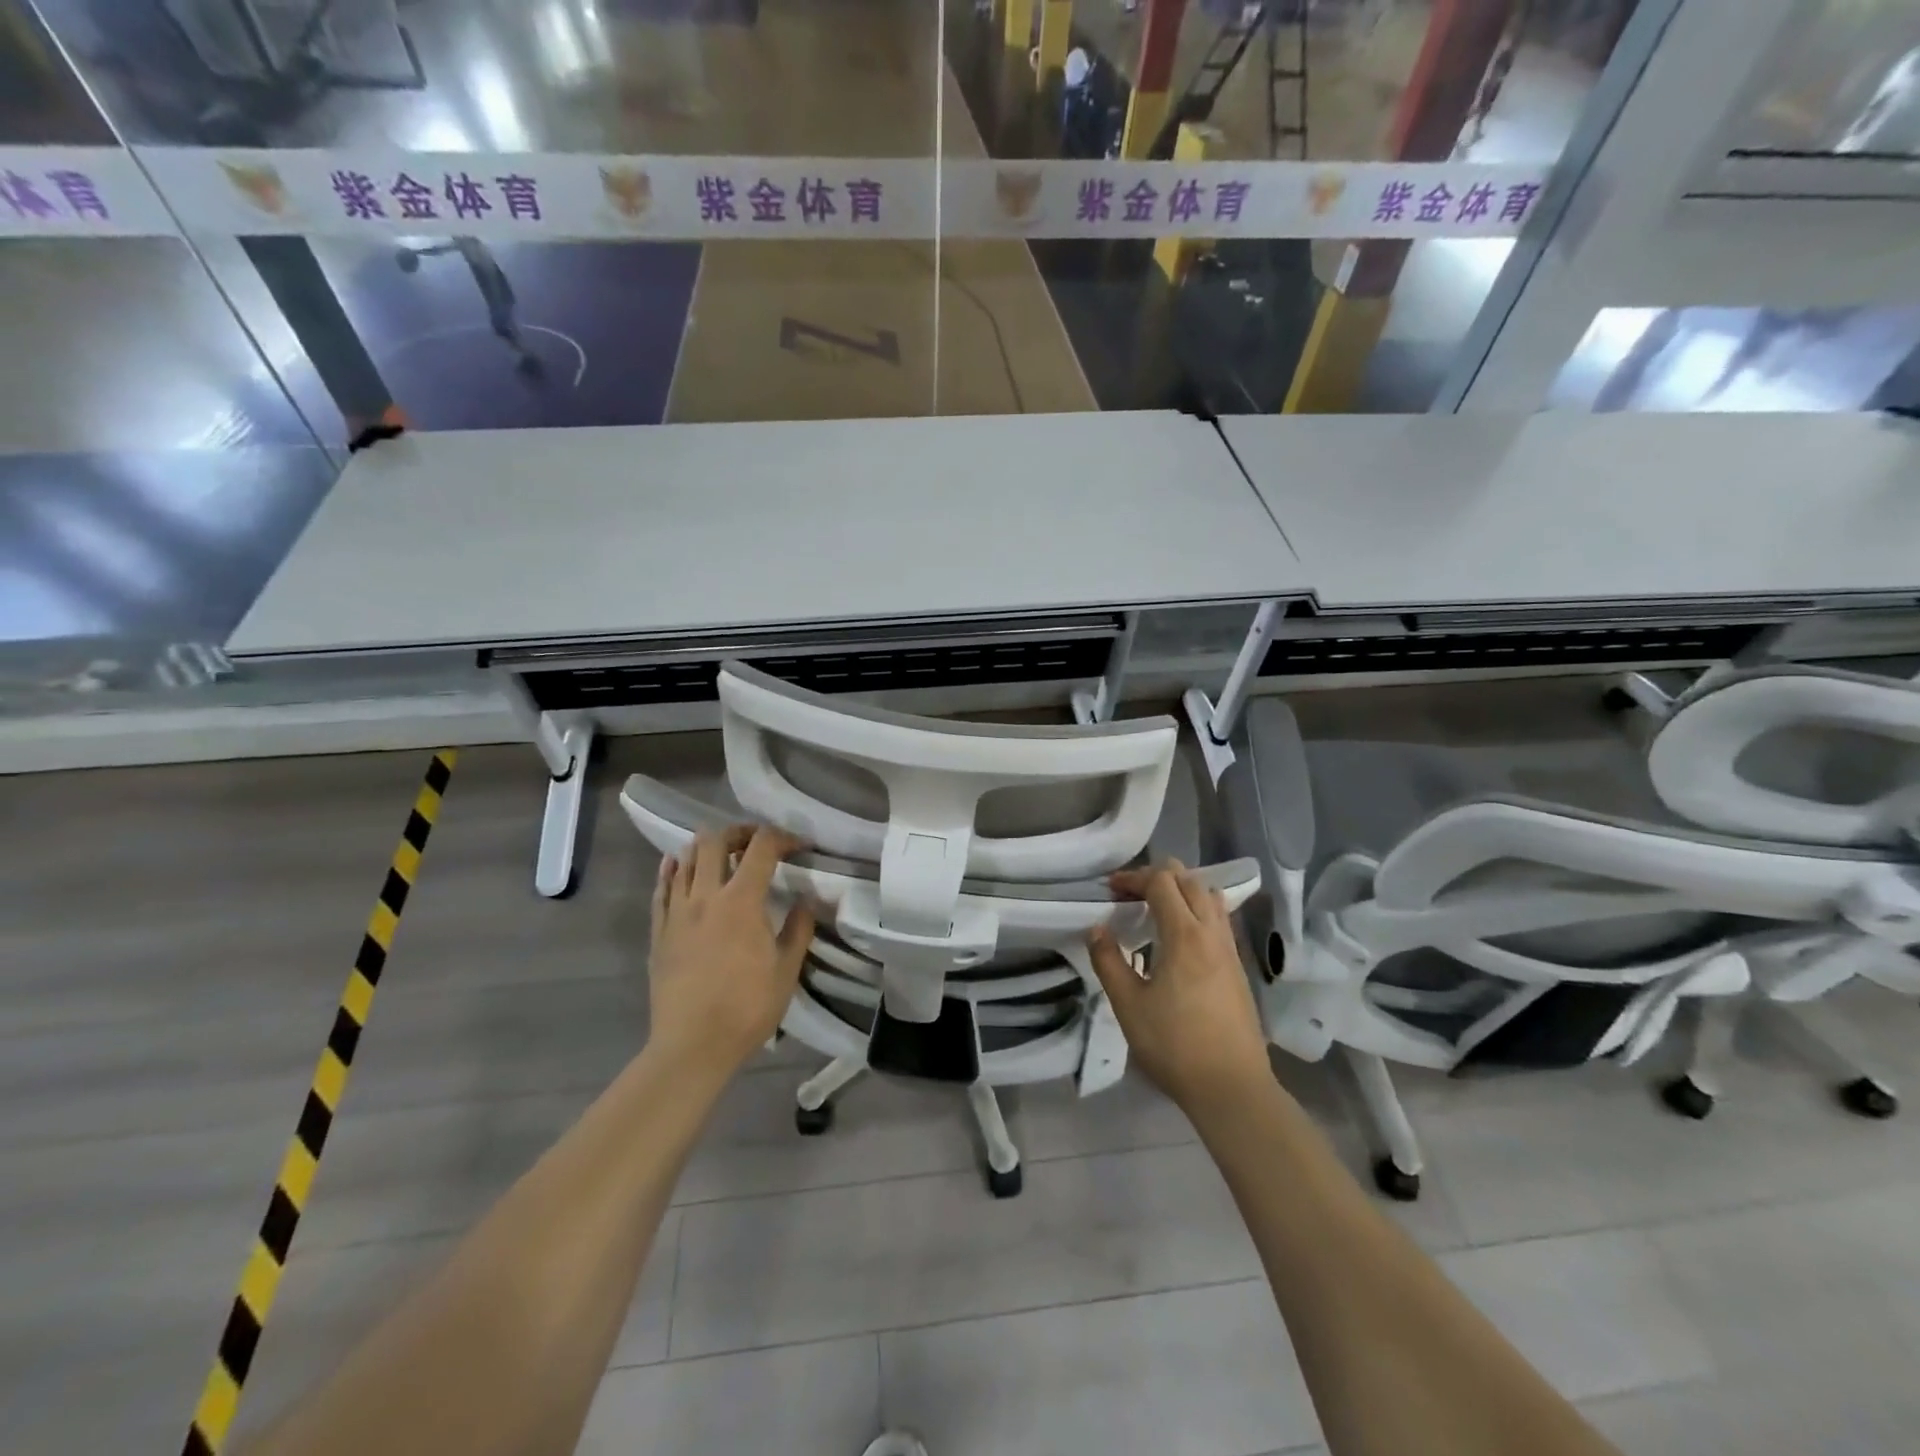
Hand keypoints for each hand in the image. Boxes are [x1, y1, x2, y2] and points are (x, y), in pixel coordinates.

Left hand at [647, 826, 815, 1081]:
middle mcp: (705, 896)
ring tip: (722, 857)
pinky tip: (678, 867)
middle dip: (739, 832)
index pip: (761, 847)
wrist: (691, 1046)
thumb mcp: (787, 970)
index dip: (782, 837)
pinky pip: (662, 888)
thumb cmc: (747, 1008)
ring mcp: (676, 912)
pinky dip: (673, 870)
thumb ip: (798, 929)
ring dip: (706, 848)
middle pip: (714, 840)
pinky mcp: (658, 931)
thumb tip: (805, 902)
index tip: (798, 846)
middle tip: (755, 844)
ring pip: (684, 858)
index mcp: (741, 901)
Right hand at [1086, 860, 1271, 1113]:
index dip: (1134, 878)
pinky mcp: (1237, 967)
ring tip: (1156, 909)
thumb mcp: (1128, 1005)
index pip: (1162, 882)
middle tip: (1130, 895)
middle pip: (1189, 880)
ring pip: (1209, 897)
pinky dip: (1197, 910)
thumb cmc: (1174, 1045)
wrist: (1232, 1087)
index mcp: (1184, 935)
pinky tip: (1179, 937)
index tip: (1111, 890)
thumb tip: (1097, 930)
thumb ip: (1109, 961)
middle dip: (1157, 877)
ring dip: (1181, 890)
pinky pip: (1218, 919)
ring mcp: (1229, 949)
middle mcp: (1212, 933)